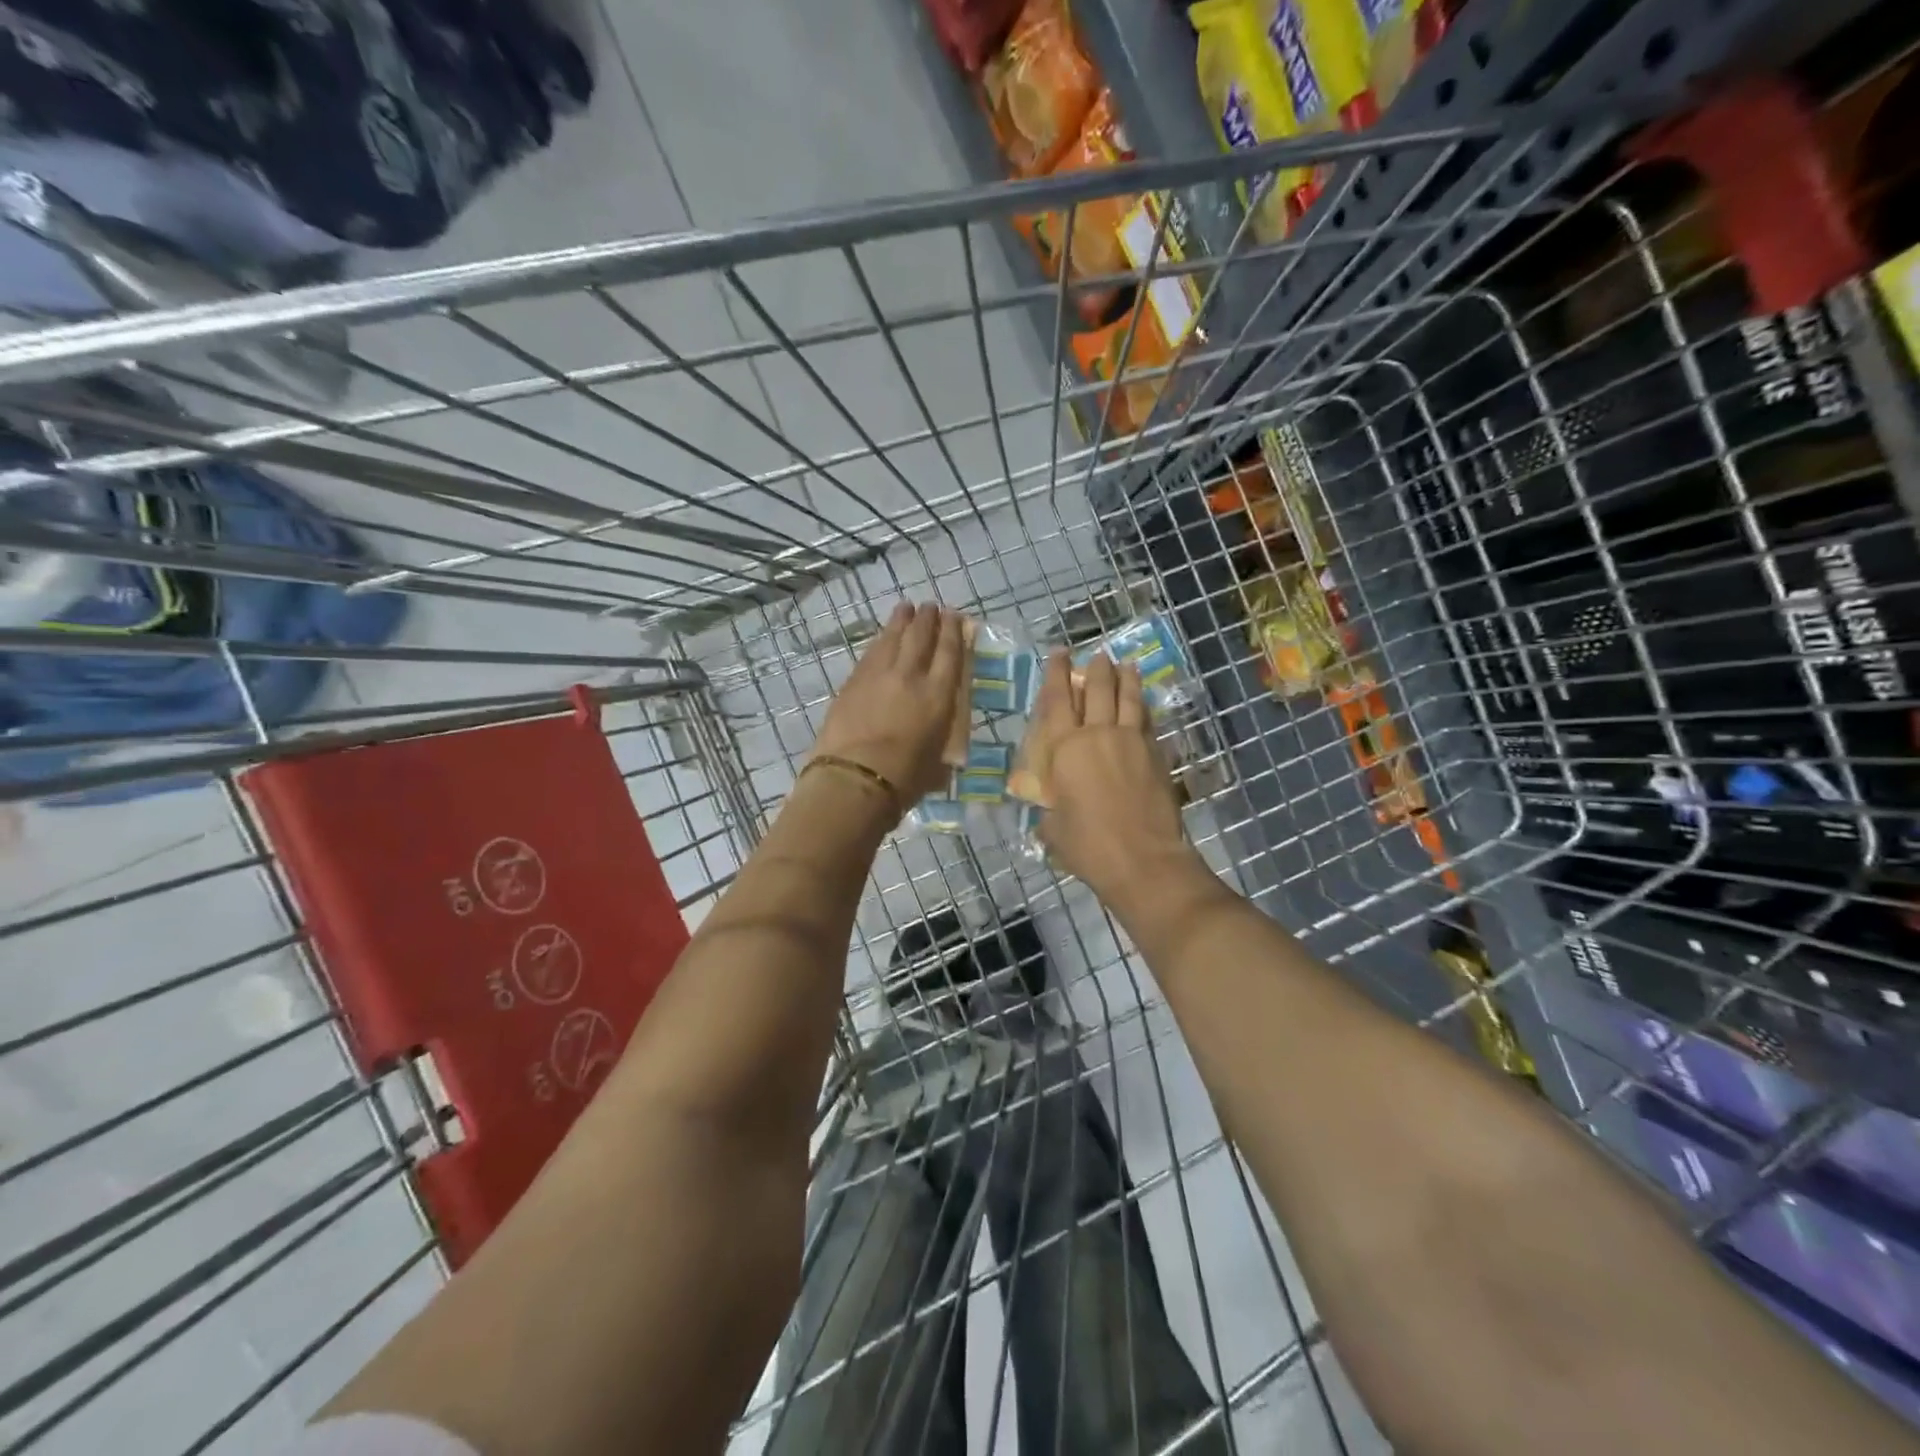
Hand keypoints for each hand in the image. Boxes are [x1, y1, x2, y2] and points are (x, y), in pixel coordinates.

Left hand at [810, 602, 967, 807]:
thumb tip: (939, 745)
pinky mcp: (852, 682)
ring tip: (906, 608)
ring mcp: (878, 675)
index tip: (955, 616)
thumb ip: (940, 743)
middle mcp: (911, 676)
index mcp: (939, 695)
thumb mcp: (938, 763)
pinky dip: (880, 641)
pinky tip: (882, 637)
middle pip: (921, 636)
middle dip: (928, 618)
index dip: (954, 631)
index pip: (950, 653)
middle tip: (931, 607)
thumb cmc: (904, 780)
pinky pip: (871, 653)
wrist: (854, 779)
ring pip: (893, 638)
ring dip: (901, 621)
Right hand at [1033, 648, 1198, 903]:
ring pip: (1128, 698)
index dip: (1056, 673)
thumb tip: (1055, 807)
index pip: (1057, 700)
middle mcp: (1098, 735)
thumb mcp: (1053, 829)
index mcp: (1065, 749)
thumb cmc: (1089, 846)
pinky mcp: (1157, 754)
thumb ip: (1051, 809)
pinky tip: (1144, 704)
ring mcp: (1132, 742)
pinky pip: (1148, 721)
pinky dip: (1144, 708)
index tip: (1059, 653)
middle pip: (1097, 689)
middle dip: (1095, 669)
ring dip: (1125, 678)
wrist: (1143, 860)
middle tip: (1096, 655)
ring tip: (1124, 665)